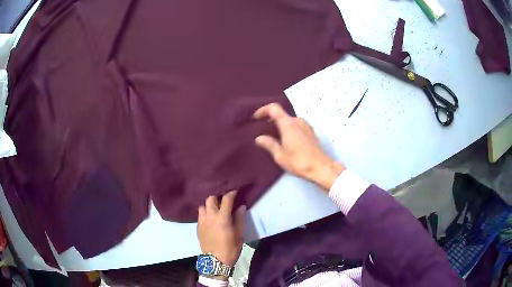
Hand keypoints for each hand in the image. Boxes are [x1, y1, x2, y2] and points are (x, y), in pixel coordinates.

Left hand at [197, 191, 245, 271]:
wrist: (215, 261)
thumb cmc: (230, 248)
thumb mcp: (239, 234)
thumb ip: (239, 219)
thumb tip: (241, 207)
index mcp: (222, 218)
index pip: (226, 199)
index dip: (231, 193)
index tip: (235, 191)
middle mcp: (210, 217)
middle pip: (210, 198)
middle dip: (217, 196)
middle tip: (223, 200)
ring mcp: (202, 221)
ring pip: (203, 205)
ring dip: (209, 204)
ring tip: (215, 208)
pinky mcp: (197, 227)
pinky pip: (200, 214)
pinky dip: (205, 212)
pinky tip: (209, 217)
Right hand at [254, 103, 344, 190]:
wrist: (321, 168)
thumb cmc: (299, 161)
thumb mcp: (280, 155)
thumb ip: (269, 144)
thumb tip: (259, 138)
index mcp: (288, 123)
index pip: (273, 108)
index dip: (263, 110)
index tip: (256, 118)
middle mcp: (298, 120)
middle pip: (281, 114)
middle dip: (270, 119)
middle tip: (262, 129)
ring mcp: (306, 125)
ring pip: (289, 120)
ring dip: (280, 124)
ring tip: (273, 135)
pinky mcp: (311, 132)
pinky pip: (296, 125)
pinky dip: (288, 128)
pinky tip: (286, 140)